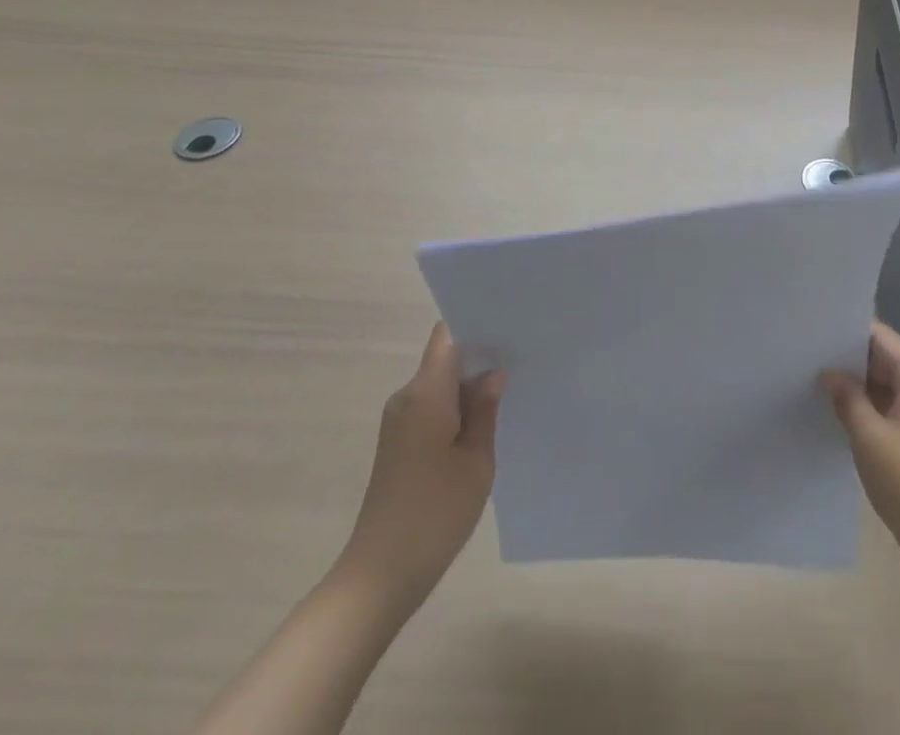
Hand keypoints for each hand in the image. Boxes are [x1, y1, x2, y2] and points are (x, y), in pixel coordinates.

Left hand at [336, 323, 503, 612]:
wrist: (379, 576)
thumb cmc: (435, 514)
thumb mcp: (476, 461)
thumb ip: (485, 410)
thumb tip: (493, 373)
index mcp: (425, 393)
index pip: (447, 335)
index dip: (475, 323)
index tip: (507, 324)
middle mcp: (407, 397)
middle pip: (445, 357)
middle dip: (479, 354)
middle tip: (521, 354)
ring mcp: (399, 421)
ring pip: (440, 384)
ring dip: (469, 385)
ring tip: (509, 387)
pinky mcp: (398, 443)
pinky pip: (432, 407)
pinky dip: (456, 407)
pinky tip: (483, 422)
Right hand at [820, 322, 899, 585]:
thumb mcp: (869, 437)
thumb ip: (847, 397)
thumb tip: (828, 373)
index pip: (879, 336)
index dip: (846, 330)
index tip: (813, 327)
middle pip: (882, 357)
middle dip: (846, 357)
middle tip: (804, 351)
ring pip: (883, 384)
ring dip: (854, 384)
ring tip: (811, 376)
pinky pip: (887, 407)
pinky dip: (864, 406)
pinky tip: (834, 410)